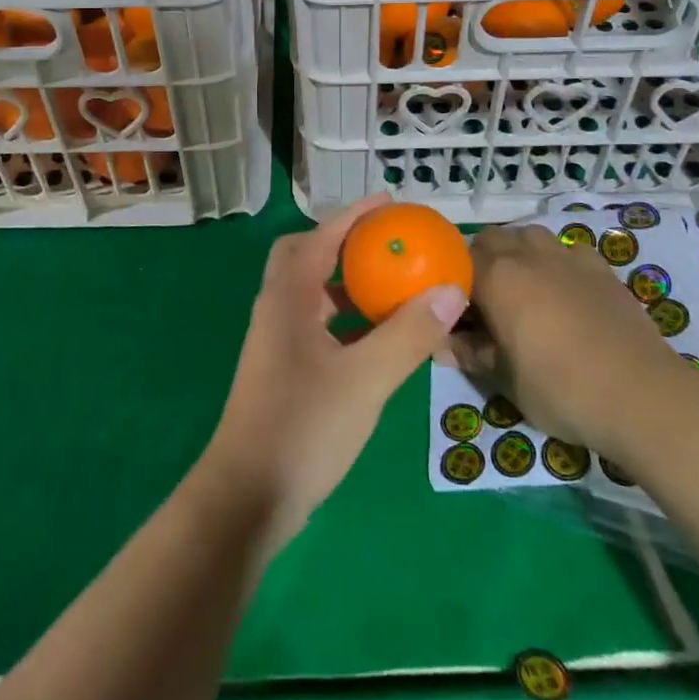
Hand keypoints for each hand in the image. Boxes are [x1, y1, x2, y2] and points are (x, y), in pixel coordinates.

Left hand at [201, 194, 467, 552]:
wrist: (247, 496)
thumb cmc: (304, 426)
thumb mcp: (367, 379)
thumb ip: (409, 334)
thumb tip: (451, 289)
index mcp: (288, 296)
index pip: (321, 236)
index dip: (355, 215)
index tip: (389, 203)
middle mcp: (276, 308)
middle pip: (305, 255)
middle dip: (343, 243)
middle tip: (385, 246)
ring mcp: (276, 341)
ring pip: (311, 293)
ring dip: (345, 283)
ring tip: (389, 288)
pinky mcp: (282, 369)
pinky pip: (316, 324)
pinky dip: (344, 319)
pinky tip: (374, 340)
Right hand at [439, 224, 698, 467]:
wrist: (641, 394)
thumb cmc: (561, 389)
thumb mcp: (505, 381)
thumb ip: (472, 355)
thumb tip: (444, 346)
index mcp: (496, 277)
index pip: (457, 264)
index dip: (451, 285)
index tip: (455, 313)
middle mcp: (527, 254)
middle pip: (491, 240)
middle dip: (480, 263)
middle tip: (484, 302)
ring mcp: (566, 256)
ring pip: (528, 236)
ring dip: (516, 254)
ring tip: (522, 291)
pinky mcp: (599, 267)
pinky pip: (566, 250)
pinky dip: (555, 262)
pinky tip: (563, 290)